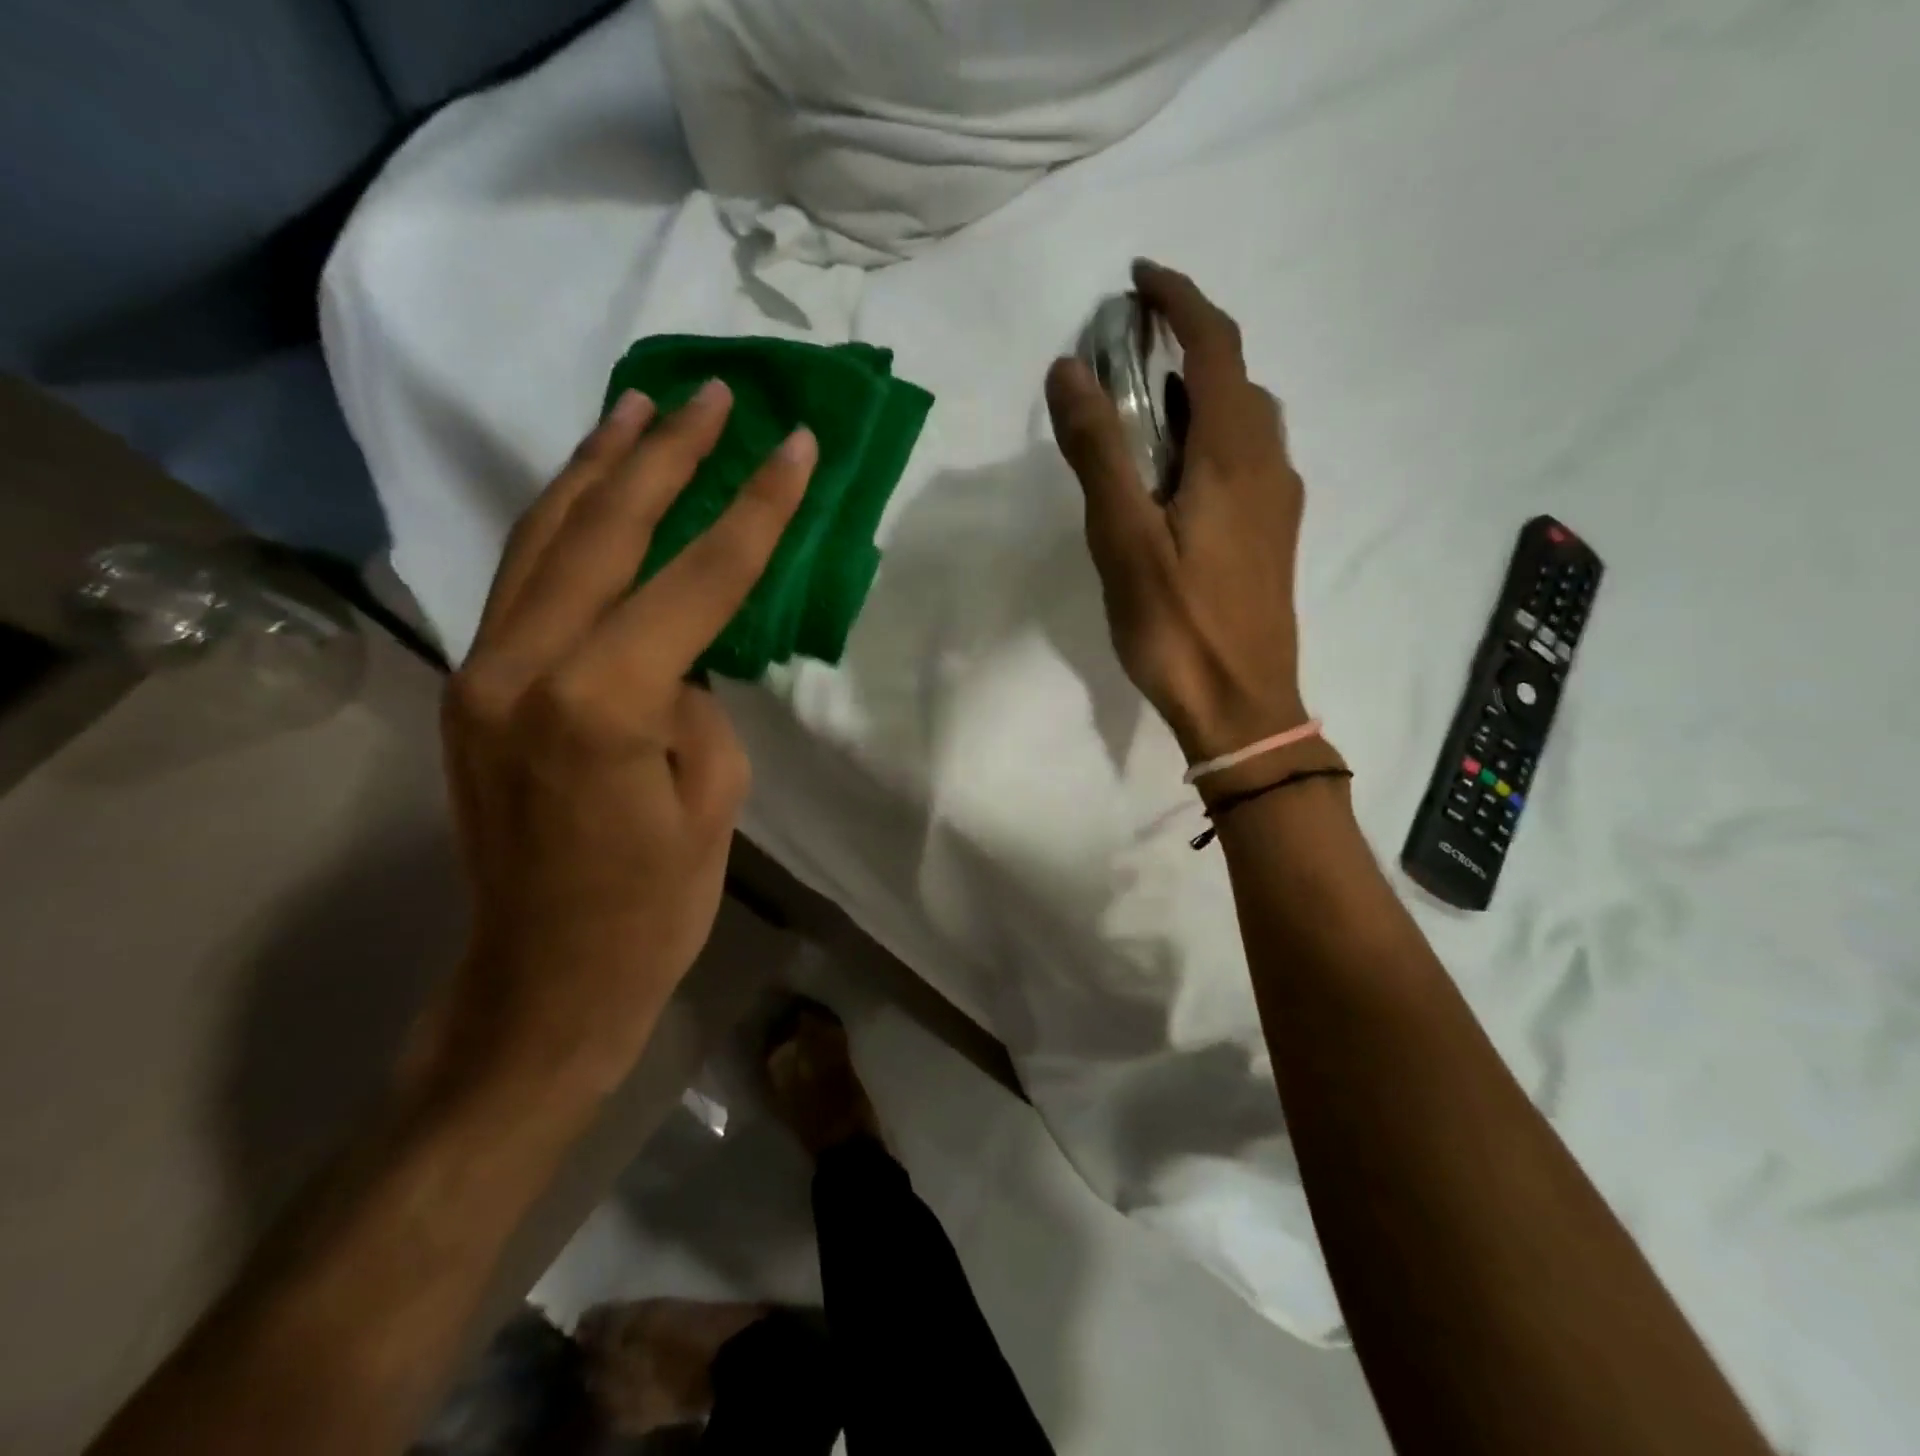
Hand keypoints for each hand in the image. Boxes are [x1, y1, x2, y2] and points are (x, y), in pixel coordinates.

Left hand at [428, 382, 814, 1095]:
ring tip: (640, 410)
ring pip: (544, 541)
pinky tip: (590, 492)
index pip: (695, 579)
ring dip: (598, 469)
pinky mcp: (473, 687)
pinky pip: (523, 582)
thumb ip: (693, 702)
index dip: (753, 509)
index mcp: (600, 702)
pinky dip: (561, 525)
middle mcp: (524, 667)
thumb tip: (676, 658)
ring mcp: (483, 672)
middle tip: (710, 394)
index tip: (793, 445)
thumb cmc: (650, 908)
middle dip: (667, 456)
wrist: (543, 980)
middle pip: (605, 532)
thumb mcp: (710, 799)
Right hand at [1047, 261, 1307, 764]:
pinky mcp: (1273, 538)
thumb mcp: (1124, 537)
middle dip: (1187, 347)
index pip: (1217, 345)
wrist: (1241, 705)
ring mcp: (1279, 505)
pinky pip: (1245, 462)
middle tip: (1128, 356)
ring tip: (1143, 414)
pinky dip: (1208, 441)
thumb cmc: (1178, 624)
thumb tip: (1070, 369)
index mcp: (1236, 454)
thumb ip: (1099, 451)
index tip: (1138, 279)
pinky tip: (1173, 480)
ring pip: (1243, 424)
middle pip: (1236, 380)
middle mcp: (1270, 465)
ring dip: (1198, 398)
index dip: (1181, 299)